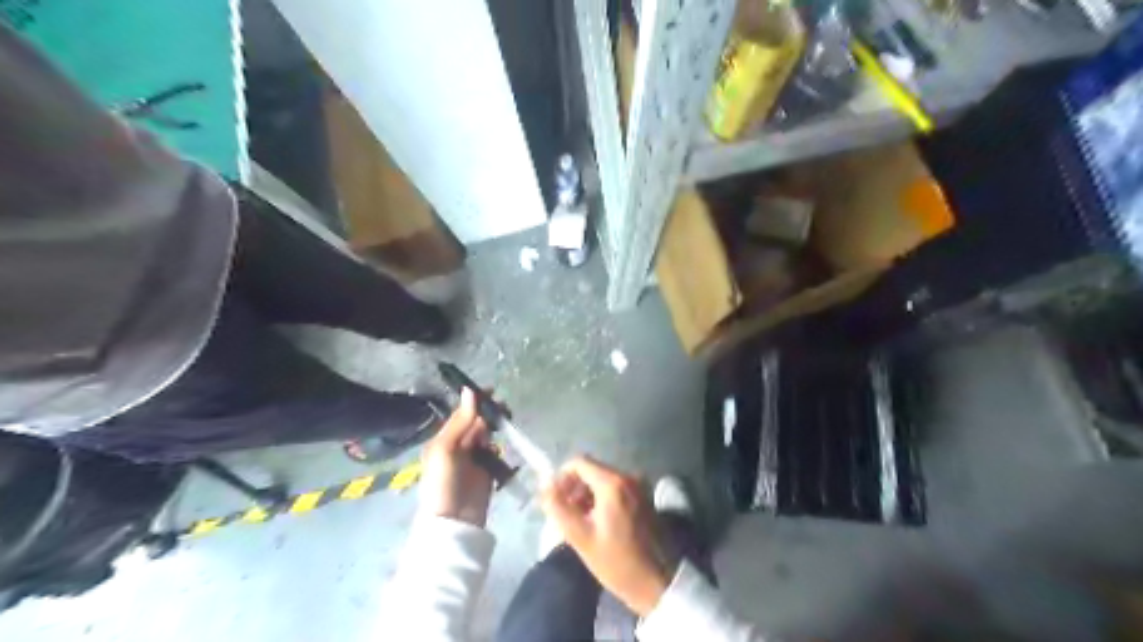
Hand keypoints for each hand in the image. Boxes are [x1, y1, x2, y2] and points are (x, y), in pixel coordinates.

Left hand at [420, 385, 494, 527]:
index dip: (475, 401)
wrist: (453, 521)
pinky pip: (494, 452)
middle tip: (504, 407)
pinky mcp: (487, 471)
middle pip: (476, 423)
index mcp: (444, 439)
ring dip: (495, 427)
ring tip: (507, 420)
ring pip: (487, 435)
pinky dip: (499, 446)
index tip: (491, 390)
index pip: (461, 414)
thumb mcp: (446, 449)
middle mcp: (458, 445)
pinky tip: (502, 444)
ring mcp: (473, 459)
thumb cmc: (443, 482)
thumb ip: (461, 421)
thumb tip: (470, 391)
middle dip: (489, 413)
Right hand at [540, 457, 670, 616]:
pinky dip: (602, 500)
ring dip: (586, 496)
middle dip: (574, 489)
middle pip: (591, 470)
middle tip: (564, 516)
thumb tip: (544, 484)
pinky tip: (597, 524)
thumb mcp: (580, 536)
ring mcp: (639, 486)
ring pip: (603, 480)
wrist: (657, 582)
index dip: (561, 478)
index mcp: (613, 483)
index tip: (554, 501)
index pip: (579, 462)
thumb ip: (558, 506)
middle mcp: (628, 476)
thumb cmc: (616, 561)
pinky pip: (616, 489)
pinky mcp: (644, 497)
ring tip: (579, 523)